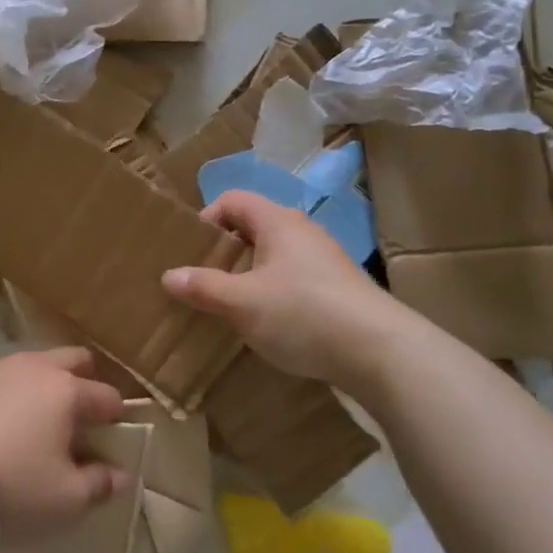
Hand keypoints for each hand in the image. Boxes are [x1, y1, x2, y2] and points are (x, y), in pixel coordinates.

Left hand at [0, 349, 131, 549]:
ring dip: (45, 385)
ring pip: (35, 364)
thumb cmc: (11, 488)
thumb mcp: (66, 500)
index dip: (118, 420)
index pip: (108, 396)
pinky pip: (2, 376)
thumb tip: (119, 473)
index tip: (113, 444)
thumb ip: (100, 484)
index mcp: (67, 391)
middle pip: (74, 360)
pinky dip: (11, 393)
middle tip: (79, 423)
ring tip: (36, 423)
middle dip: (86, 383)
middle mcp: (35, 367)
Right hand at [162, 190, 418, 398]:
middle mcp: (302, 231)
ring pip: (274, 256)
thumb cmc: (303, 314)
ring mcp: (324, 259)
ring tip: (232, 307)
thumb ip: (203, 287)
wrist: (383, 352)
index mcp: (277, 222)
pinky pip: (294, 279)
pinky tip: (270, 325)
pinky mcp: (339, 289)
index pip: (232, 200)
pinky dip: (274, 294)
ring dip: (249, 276)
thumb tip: (169, 275)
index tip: (192, 254)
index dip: (206, 220)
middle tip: (204, 282)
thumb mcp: (242, 303)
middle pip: (252, 228)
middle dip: (224, 253)